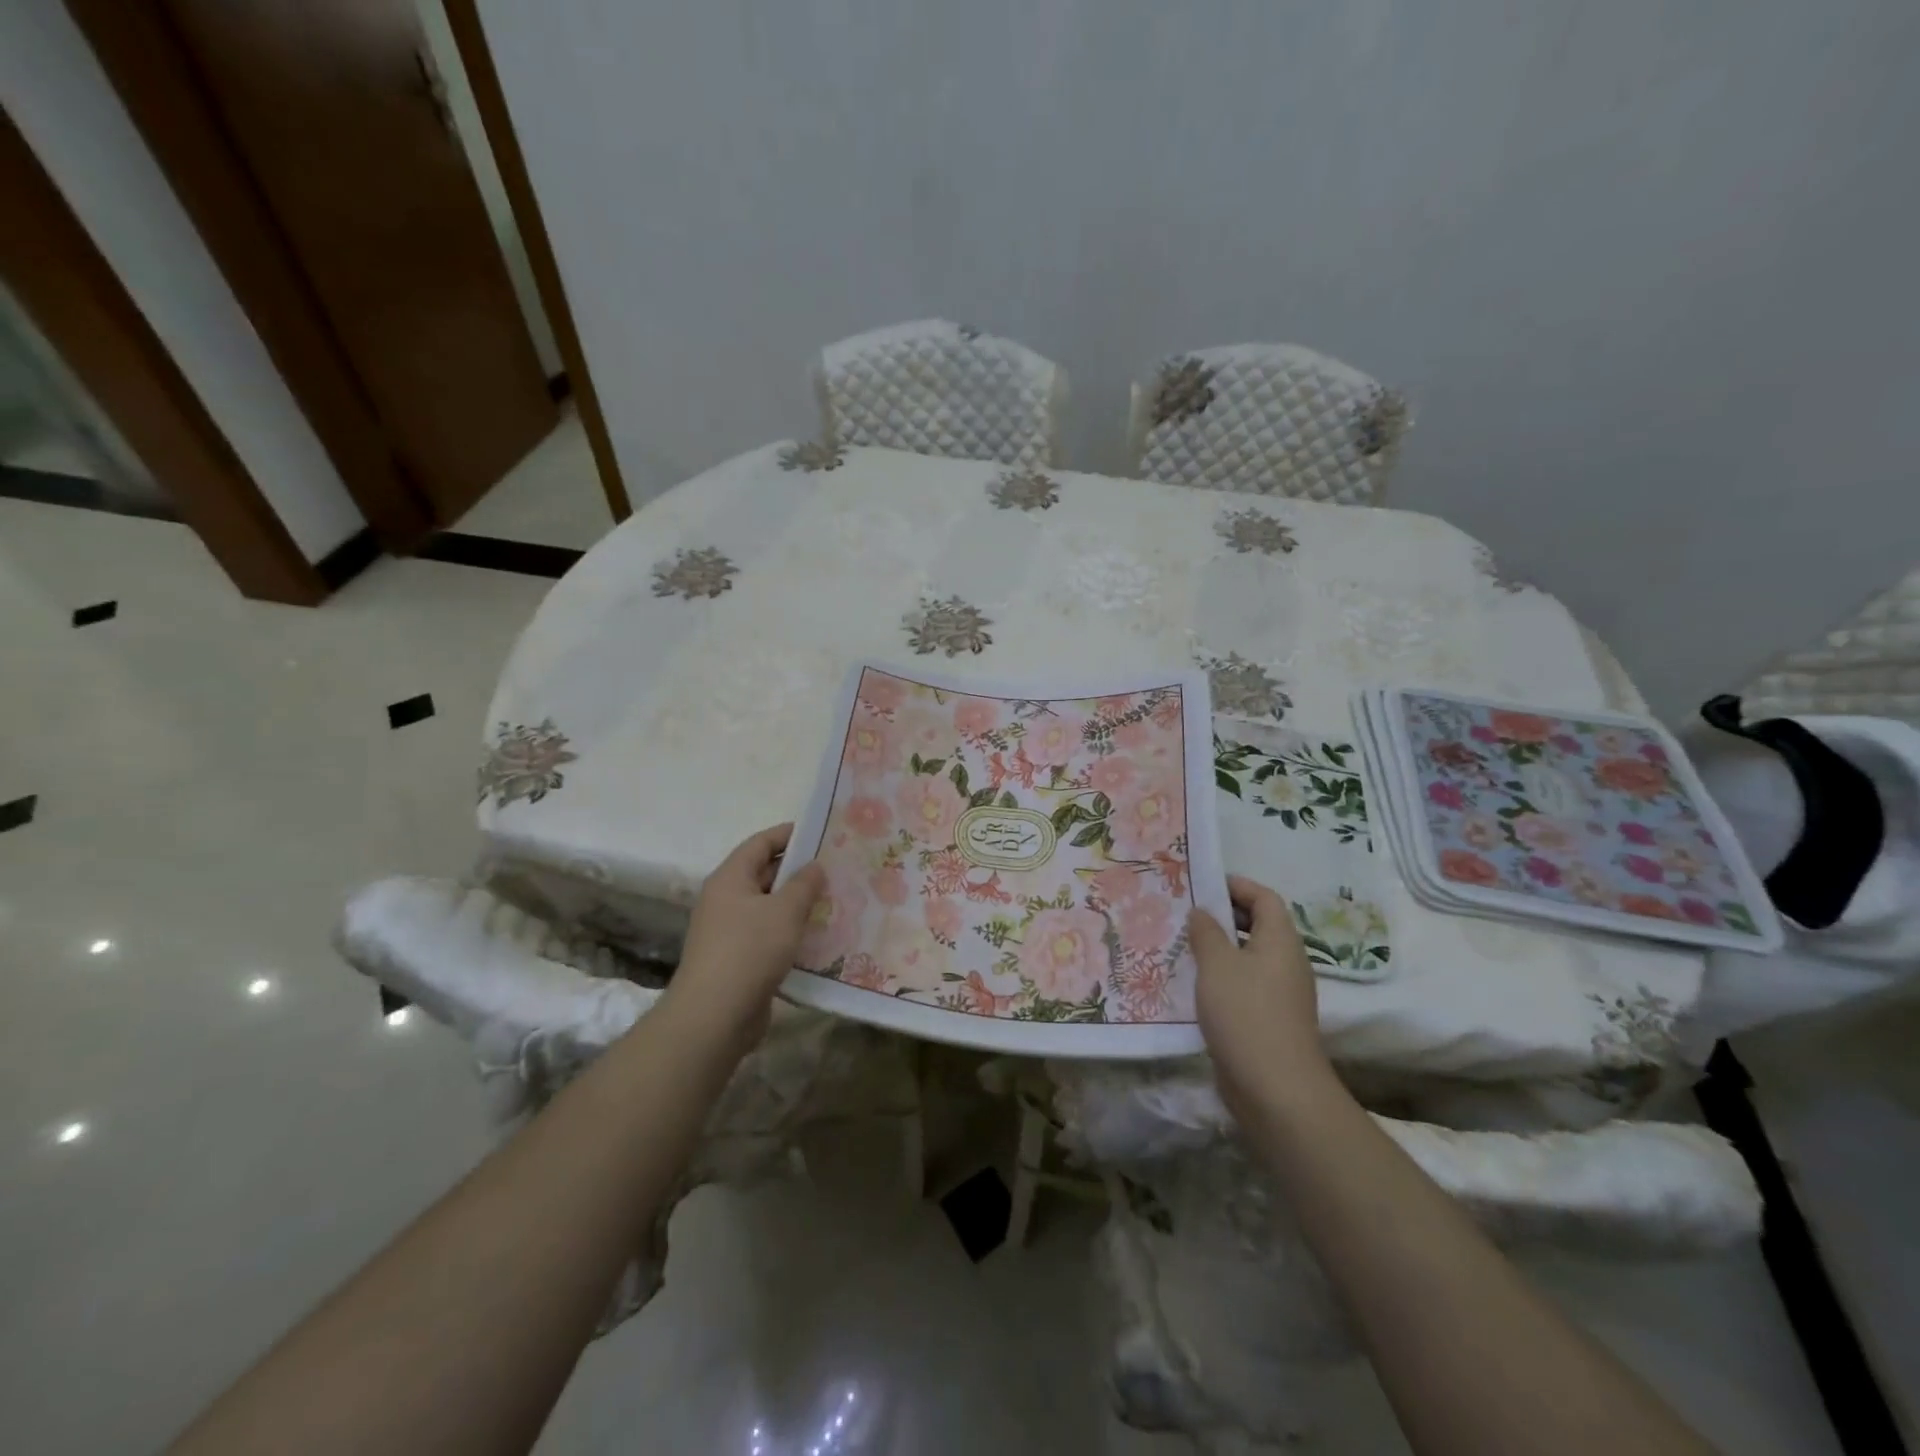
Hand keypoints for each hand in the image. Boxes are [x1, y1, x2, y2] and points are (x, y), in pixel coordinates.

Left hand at [662, 823, 824, 1051]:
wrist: (715, 1016)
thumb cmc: (750, 950)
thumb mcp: (785, 911)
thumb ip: (804, 884)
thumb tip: (814, 866)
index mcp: (730, 878)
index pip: (760, 843)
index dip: (788, 834)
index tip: (820, 833)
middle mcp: (725, 900)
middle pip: (764, 874)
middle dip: (798, 870)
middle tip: (835, 869)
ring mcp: (729, 931)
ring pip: (768, 907)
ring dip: (797, 904)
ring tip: (834, 900)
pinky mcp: (738, 960)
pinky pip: (768, 935)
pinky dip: (790, 931)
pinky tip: (818, 936)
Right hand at [1187, 875, 1333, 1114]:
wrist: (1276, 1089)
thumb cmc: (1246, 1013)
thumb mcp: (1217, 964)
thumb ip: (1206, 932)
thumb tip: (1202, 913)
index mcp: (1281, 940)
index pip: (1264, 898)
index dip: (1236, 886)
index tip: (1201, 884)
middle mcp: (1286, 962)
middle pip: (1258, 926)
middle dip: (1223, 916)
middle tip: (1184, 914)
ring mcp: (1280, 994)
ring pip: (1248, 958)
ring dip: (1218, 949)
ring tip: (1181, 947)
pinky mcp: (1269, 1020)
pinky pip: (1244, 985)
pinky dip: (1221, 978)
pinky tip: (1192, 986)